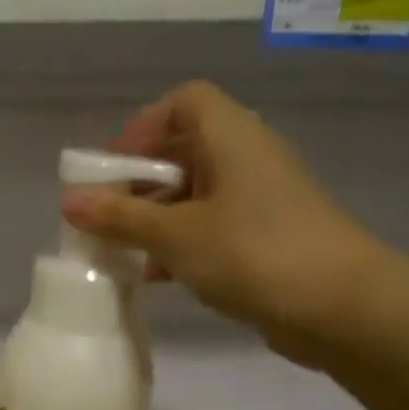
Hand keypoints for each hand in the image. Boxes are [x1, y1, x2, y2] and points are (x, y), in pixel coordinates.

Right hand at [61, 82, 388, 366]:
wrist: (340, 306)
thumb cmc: (253, 253)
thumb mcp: (176, 236)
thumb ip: (121, 218)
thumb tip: (68, 201)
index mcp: (231, 137)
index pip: (184, 102)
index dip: (143, 127)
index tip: (112, 167)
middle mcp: (248, 158)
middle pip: (186, 149)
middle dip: (141, 181)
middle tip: (108, 214)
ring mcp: (261, 199)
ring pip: (197, 193)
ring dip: (158, 217)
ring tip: (125, 251)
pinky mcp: (267, 236)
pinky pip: (214, 226)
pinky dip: (182, 242)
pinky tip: (159, 276)